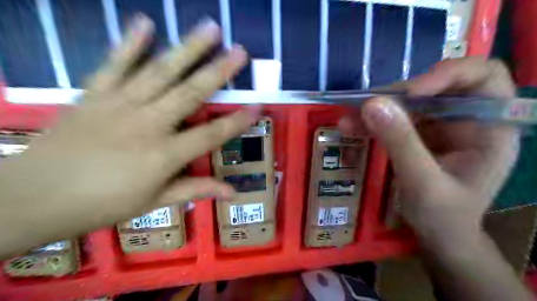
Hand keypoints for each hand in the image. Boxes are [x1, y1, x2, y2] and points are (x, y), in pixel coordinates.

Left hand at [0, 15, 256, 255]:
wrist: (33, 197)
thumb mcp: (155, 202)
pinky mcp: (94, 95)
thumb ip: (195, 190)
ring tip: (209, 28)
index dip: (237, 121)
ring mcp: (120, 105)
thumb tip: (232, 192)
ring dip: (187, 48)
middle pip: (191, 93)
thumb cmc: (102, 205)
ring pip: (160, 72)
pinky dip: (130, 43)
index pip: (212, 134)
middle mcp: (148, 124)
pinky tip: (146, 23)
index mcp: (164, 155)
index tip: (258, 106)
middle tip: (240, 51)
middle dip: (219, 71)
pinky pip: (115, 64)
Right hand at [339, 58, 520, 247]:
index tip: (411, 94)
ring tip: (348, 120)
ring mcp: (439, 126)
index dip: (449, 74)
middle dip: (397, 96)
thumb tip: (372, 105)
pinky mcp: (418, 134)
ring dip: (377, 109)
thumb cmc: (444, 217)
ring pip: (408, 102)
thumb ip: (401, 143)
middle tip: (364, 109)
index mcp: (490, 128)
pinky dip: (372, 121)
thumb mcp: (423, 183)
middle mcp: (466, 119)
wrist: (439, 236)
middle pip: (435, 87)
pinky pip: (393, 118)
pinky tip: (351, 127)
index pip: (483, 77)